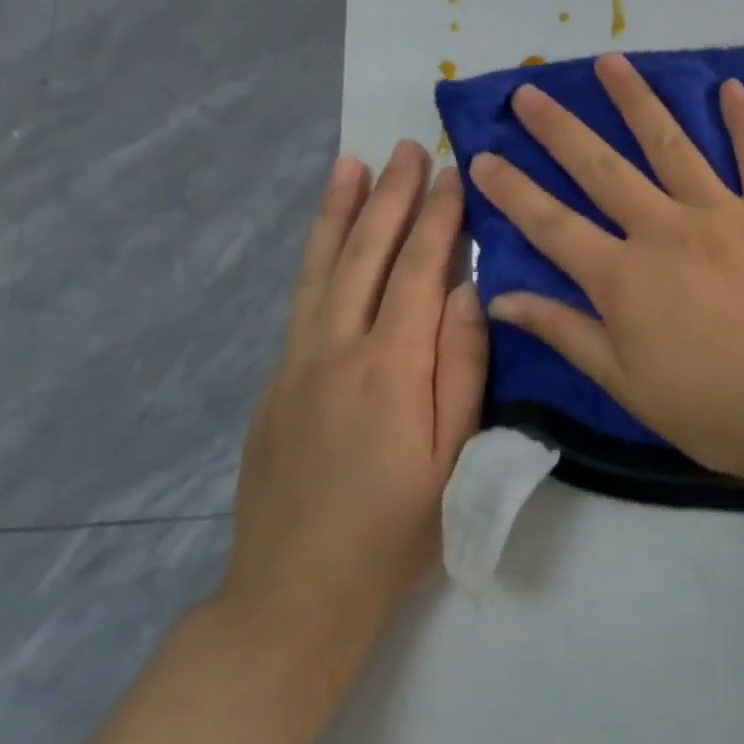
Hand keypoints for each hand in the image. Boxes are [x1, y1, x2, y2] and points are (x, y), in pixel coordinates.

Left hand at [217, 142, 487, 672]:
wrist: (295, 595)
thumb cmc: (396, 531)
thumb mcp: (454, 458)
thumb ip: (463, 368)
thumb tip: (468, 290)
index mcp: (389, 369)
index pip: (417, 271)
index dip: (436, 218)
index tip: (451, 172)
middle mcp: (335, 351)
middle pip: (365, 255)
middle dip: (389, 197)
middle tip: (407, 148)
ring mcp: (296, 364)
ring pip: (320, 269)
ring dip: (338, 211)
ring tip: (349, 163)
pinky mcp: (275, 383)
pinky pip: (302, 301)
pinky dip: (316, 257)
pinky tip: (326, 241)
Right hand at [468, 54, 743, 490]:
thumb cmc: (714, 410)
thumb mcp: (626, 384)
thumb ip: (566, 332)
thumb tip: (501, 298)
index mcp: (624, 277)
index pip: (551, 224)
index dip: (512, 191)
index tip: (481, 156)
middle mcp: (666, 229)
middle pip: (602, 168)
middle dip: (559, 129)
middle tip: (528, 91)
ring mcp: (726, 213)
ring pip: (672, 145)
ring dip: (637, 101)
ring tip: (610, 62)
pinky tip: (730, 86)